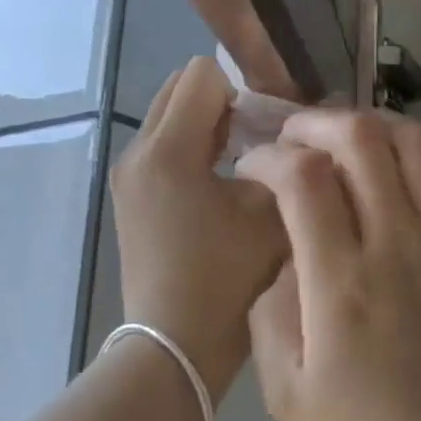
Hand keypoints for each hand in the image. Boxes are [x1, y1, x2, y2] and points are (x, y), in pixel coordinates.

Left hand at [111, 59, 285, 395]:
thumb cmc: (226, 279)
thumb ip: (284, 163)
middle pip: (180, 90)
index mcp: (168, 149)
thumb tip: (292, 137)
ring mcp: (128, 176)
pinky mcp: (130, 198)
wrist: (174, 345)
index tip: (268, 126)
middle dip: (222, 103)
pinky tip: (218, 188)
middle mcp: (137, 151)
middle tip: (258, 140)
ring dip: (207, 127)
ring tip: (241, 165)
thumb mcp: (269, 213)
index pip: (203, 75)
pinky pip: (162, 149)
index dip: (244, 89)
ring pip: (169, 119)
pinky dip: (191, 151)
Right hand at [237, 111, 420, 420]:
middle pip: (360, 137)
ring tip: (337, 142)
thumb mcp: (286, 391)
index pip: (303, 177)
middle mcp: (396, 242)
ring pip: (410, 139)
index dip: (268, 157)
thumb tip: (280, 249)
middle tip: (290, 140)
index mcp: (342, 282)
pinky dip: (404, 150)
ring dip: (366, 124)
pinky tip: (382, 170)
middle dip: (313, 122)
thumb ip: (268, 309)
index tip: (251, 169)